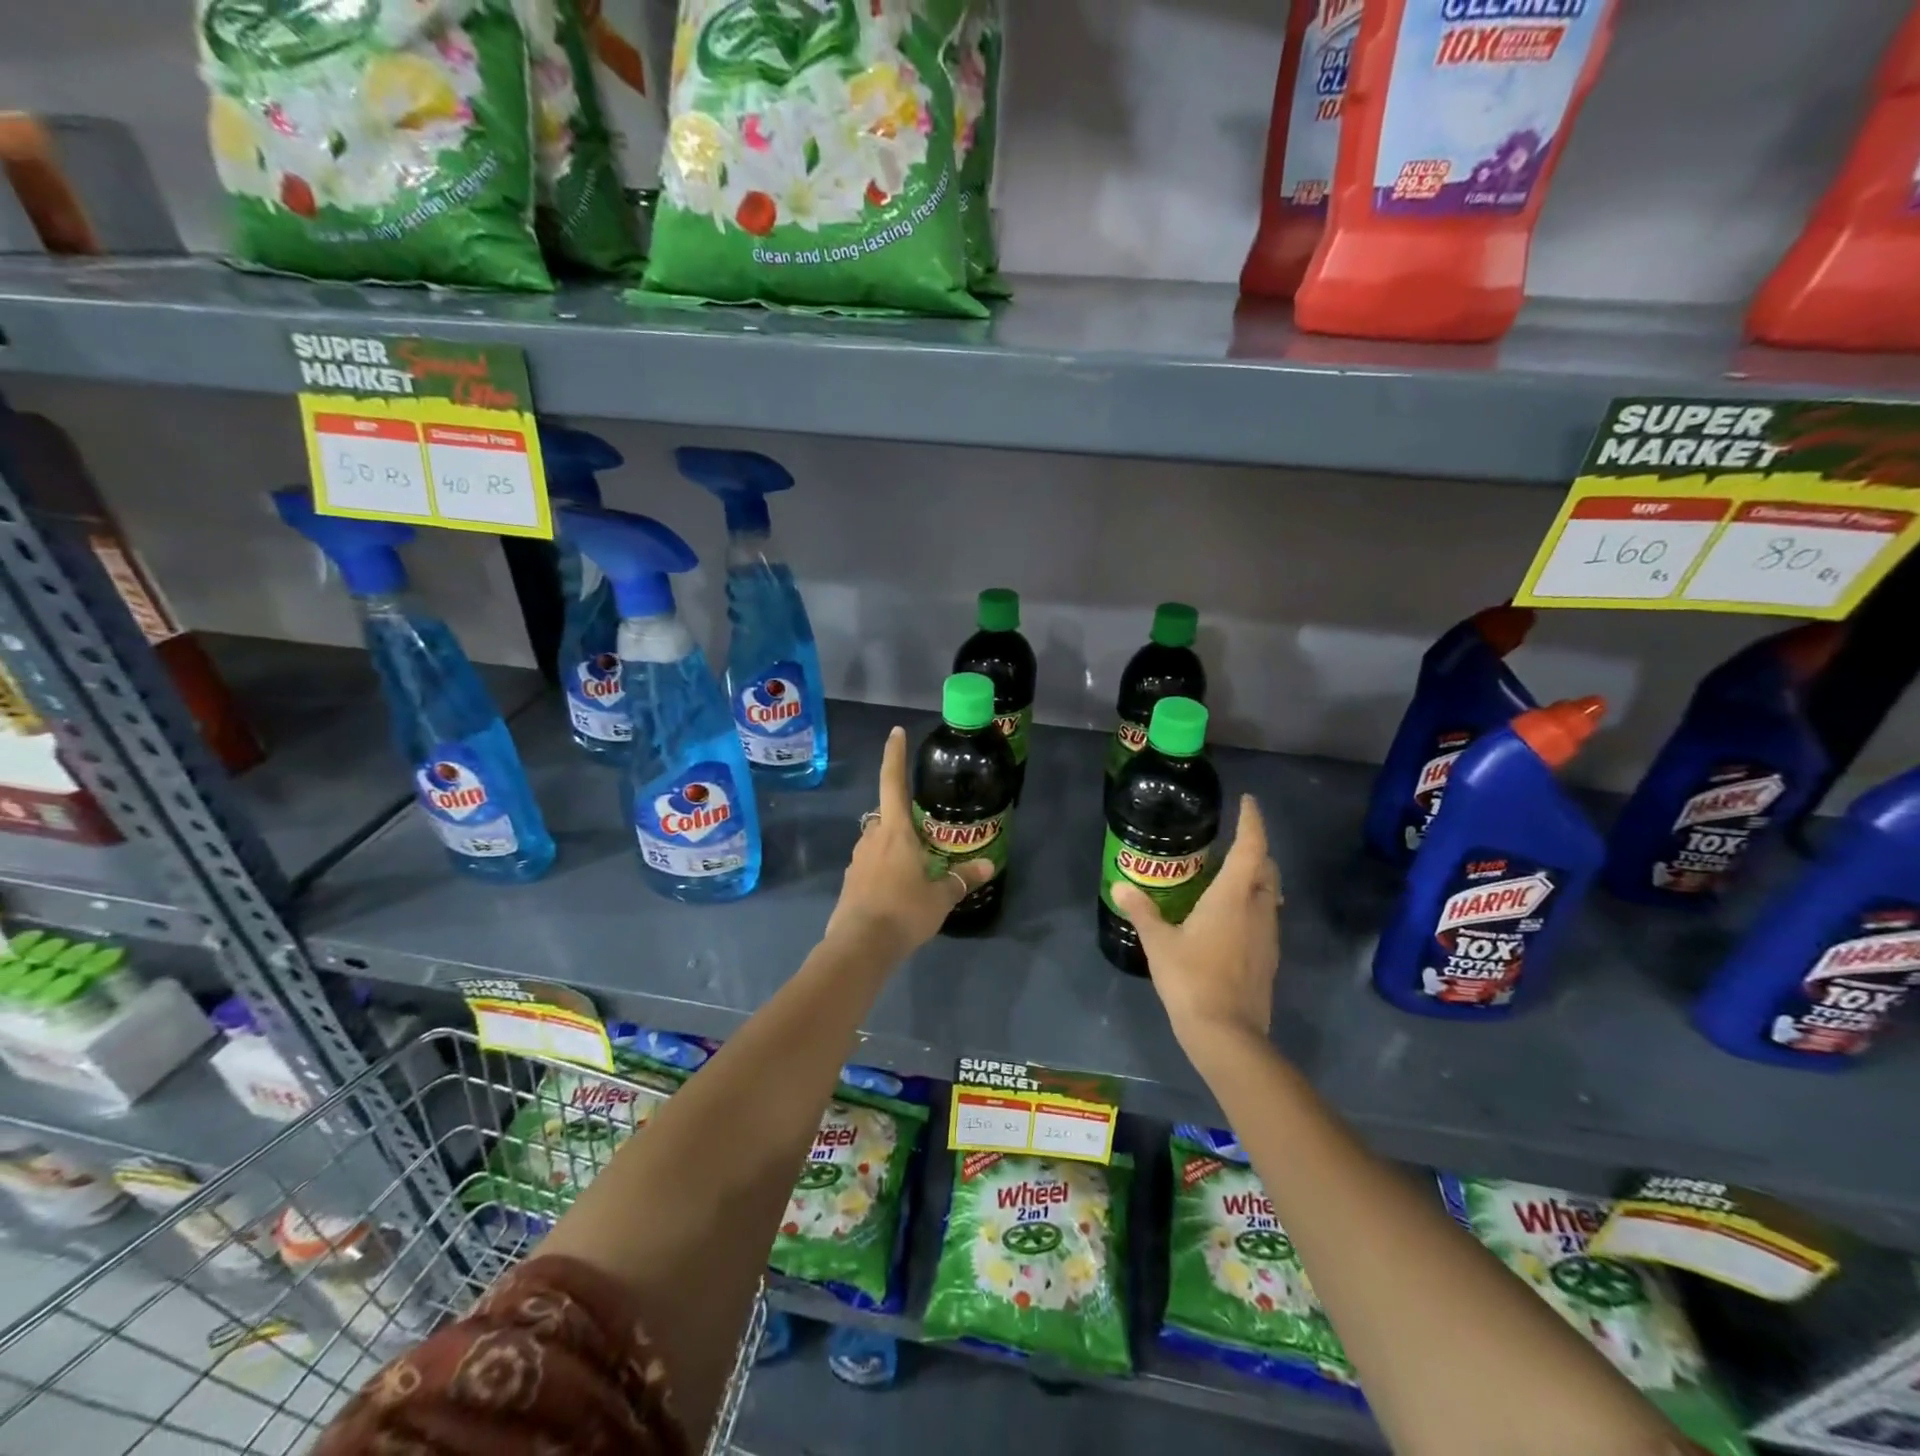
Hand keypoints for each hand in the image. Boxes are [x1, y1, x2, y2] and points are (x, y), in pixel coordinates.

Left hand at [824, 727, 993, 960]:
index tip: (895, 732)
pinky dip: (883, 870)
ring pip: (876, 842)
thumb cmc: (904, 910)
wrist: (860, 945)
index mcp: (894, 831)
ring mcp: (857, 860)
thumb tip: (988, 866)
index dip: (894, 755)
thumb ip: (962, 878)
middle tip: (923, 833)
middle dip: (901, 819)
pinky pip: (870, 865)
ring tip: (915, 867)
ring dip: (892, 847)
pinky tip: (898, 890)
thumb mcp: (941, 896)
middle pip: (885, 816)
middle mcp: (872, 838)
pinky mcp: (850, 882)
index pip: (892, 782)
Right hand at [1111, 794, 1281, 1058]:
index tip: (1248, 802)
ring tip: (1228, 879)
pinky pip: (1265, 918)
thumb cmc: (1191, 979)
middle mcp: (1257, 909)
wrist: (1227, 1034)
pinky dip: (1252, 906)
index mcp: (1233, 897)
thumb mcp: (1159, 943)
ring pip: (1269, 895)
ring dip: (1256, 879)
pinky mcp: (1268, 958)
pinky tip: (1229, 919)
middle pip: (1267, 869)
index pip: (1251, 848)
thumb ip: (1142, 911)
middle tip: (1232, 843)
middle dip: (1255, 850)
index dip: (1252, 822)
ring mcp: (1268, 936)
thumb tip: (1120, 886)